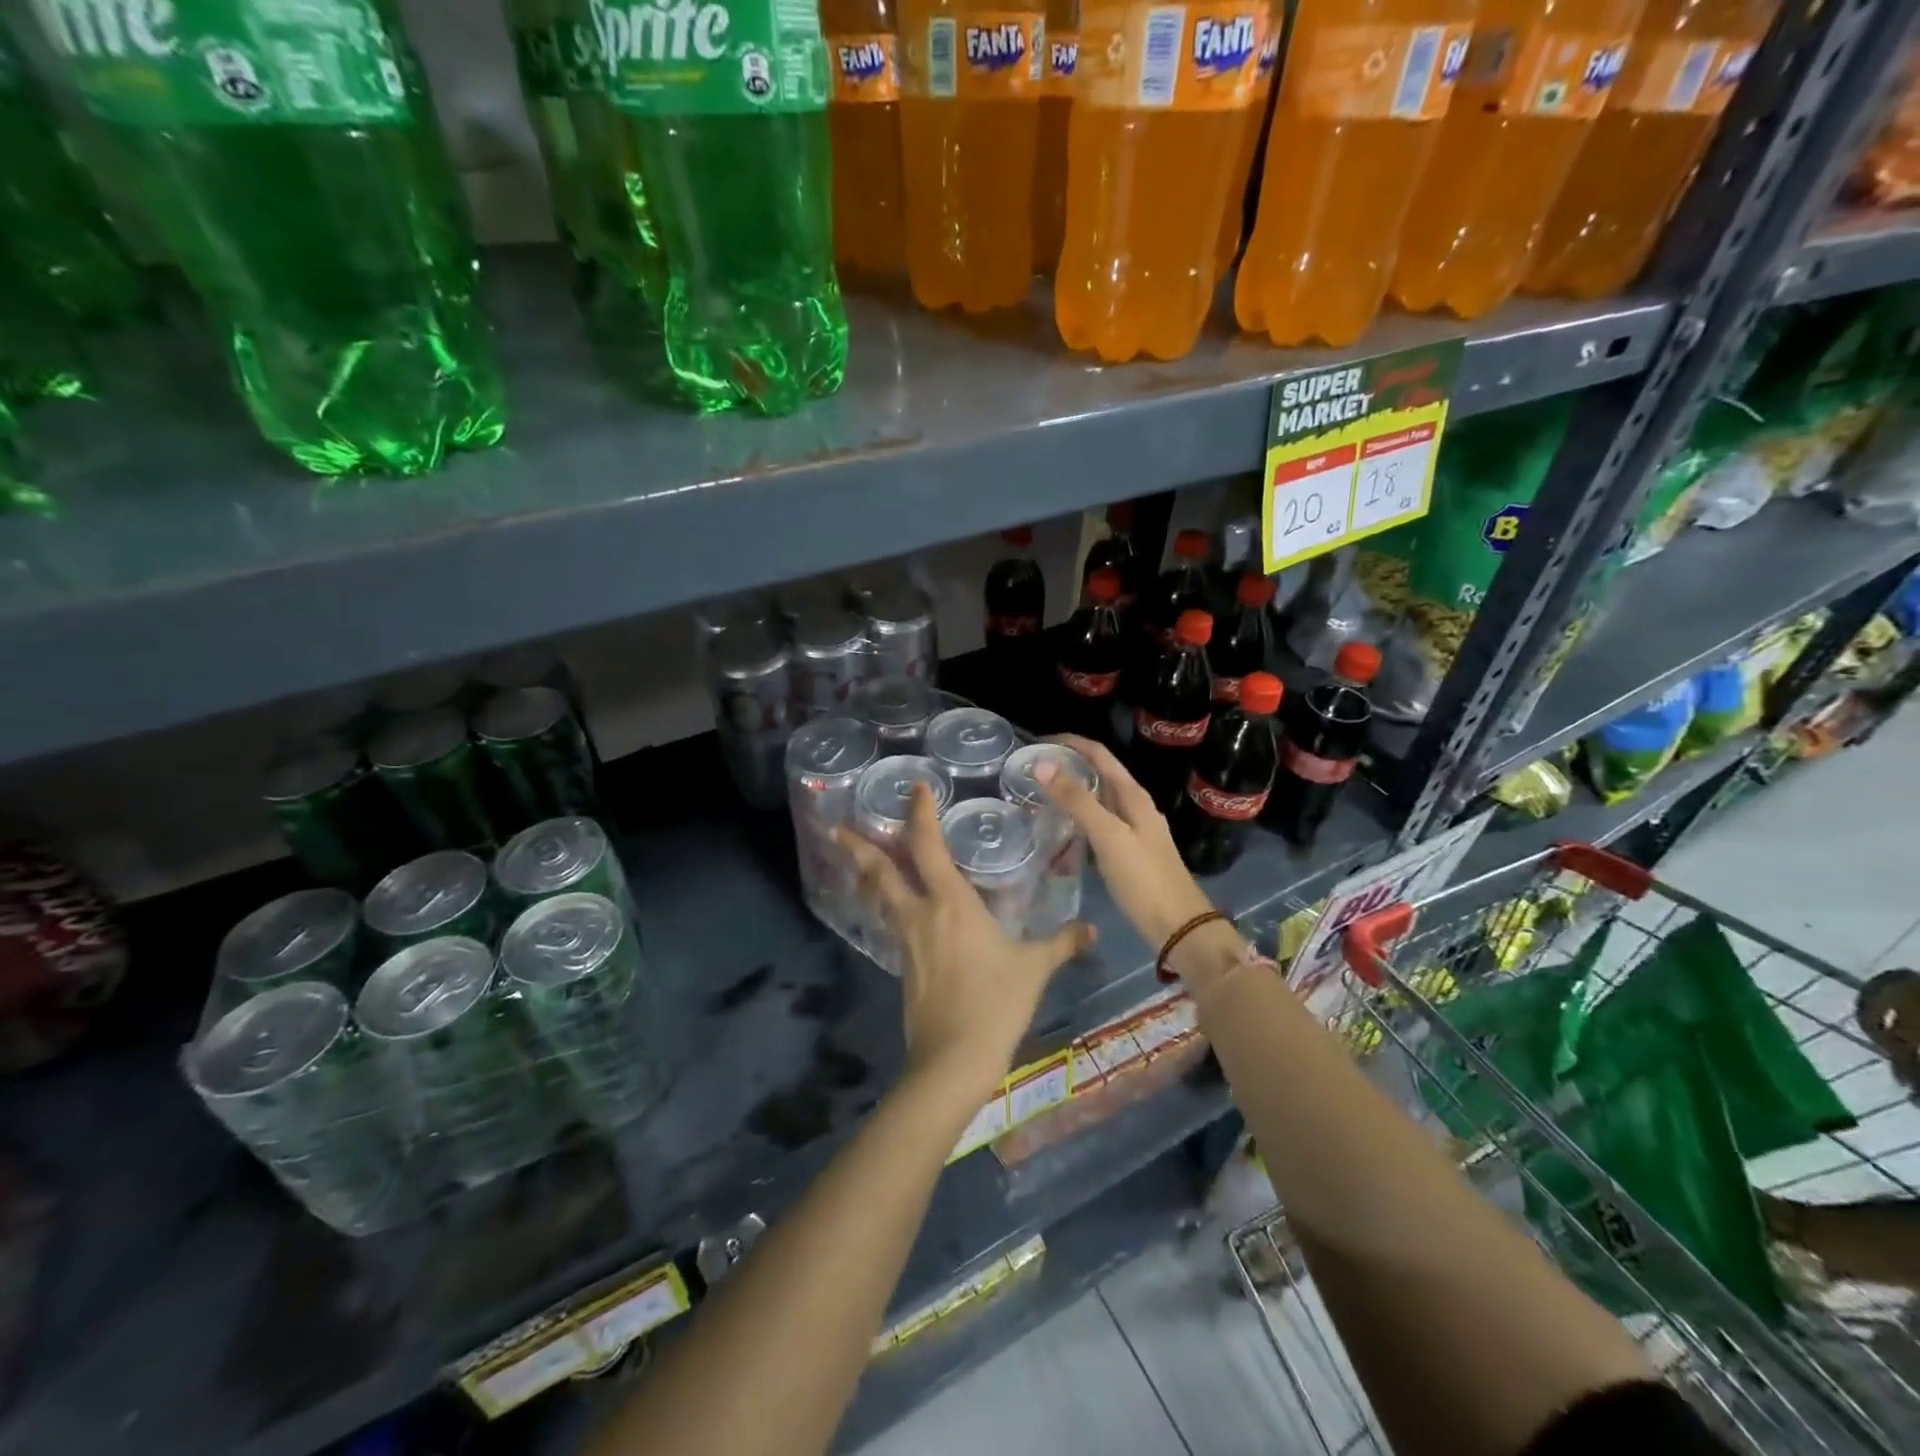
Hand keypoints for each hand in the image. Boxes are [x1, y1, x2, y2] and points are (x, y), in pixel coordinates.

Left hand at [836, 785, 1094, 1102]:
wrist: (953, 1059)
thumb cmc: (995, 1003)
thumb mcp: (1034, 969)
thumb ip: (1062, 943)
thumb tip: (1092, 929)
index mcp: (951, 903)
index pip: (928, 847)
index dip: (920, 815)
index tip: (914, 789)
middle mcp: (920, 914)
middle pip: (881, 872)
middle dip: (858, 847)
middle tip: (838, 828)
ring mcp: (907, 942)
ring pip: (880, 899)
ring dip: (867, 876)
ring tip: (857, 861)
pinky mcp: (902, 968)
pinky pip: (892, 925)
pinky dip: (886, 908)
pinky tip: (896, 912)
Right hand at [1038, 736, 1217, 949]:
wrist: (1178, 926)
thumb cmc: (1143, 879)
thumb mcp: (1108, 836)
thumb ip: (1076, 800)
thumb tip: (1043, 763)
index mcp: (1133, 795)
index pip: (1098, 753)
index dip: (1069, 743)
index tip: (1035, 744)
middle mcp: (1134, 805)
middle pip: (1098, 773)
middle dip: (1066, 765)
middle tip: (1029, 770)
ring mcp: (1133, 828)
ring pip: (1097, 798)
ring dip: (1071, 791)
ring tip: (1037, 794)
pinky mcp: (1128, 850)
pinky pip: (1098, 822)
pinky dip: (1077, 817)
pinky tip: (1060, 828)